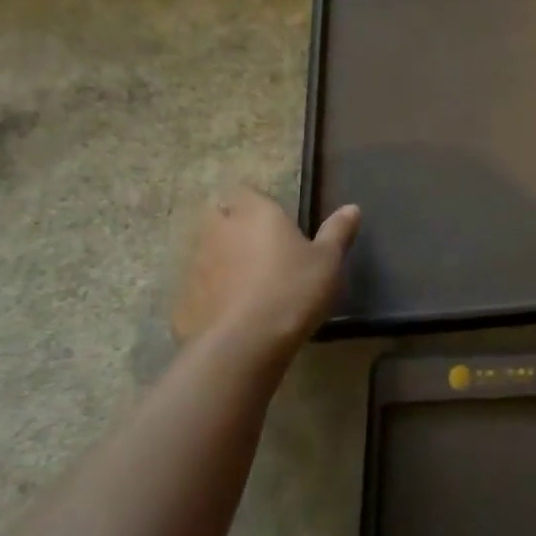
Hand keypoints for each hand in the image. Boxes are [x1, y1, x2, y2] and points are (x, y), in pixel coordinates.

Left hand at [172, 187, 360, 354]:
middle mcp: (220, 230)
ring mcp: (196, 265)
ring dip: (221, 261)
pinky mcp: (183, 299)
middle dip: (233, 228)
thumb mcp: (328, 261)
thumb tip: (352, 208)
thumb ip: (337, 232)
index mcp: (256, 214)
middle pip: (219, 219)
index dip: (255, 204)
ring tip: (247, 284)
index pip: (245, 192)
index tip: (272, 221)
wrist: (245, 343)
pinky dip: (211, 294)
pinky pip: (199, 288)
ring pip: (206, 253)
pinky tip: (231, 313)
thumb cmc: (293, 289)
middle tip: (260, 250)